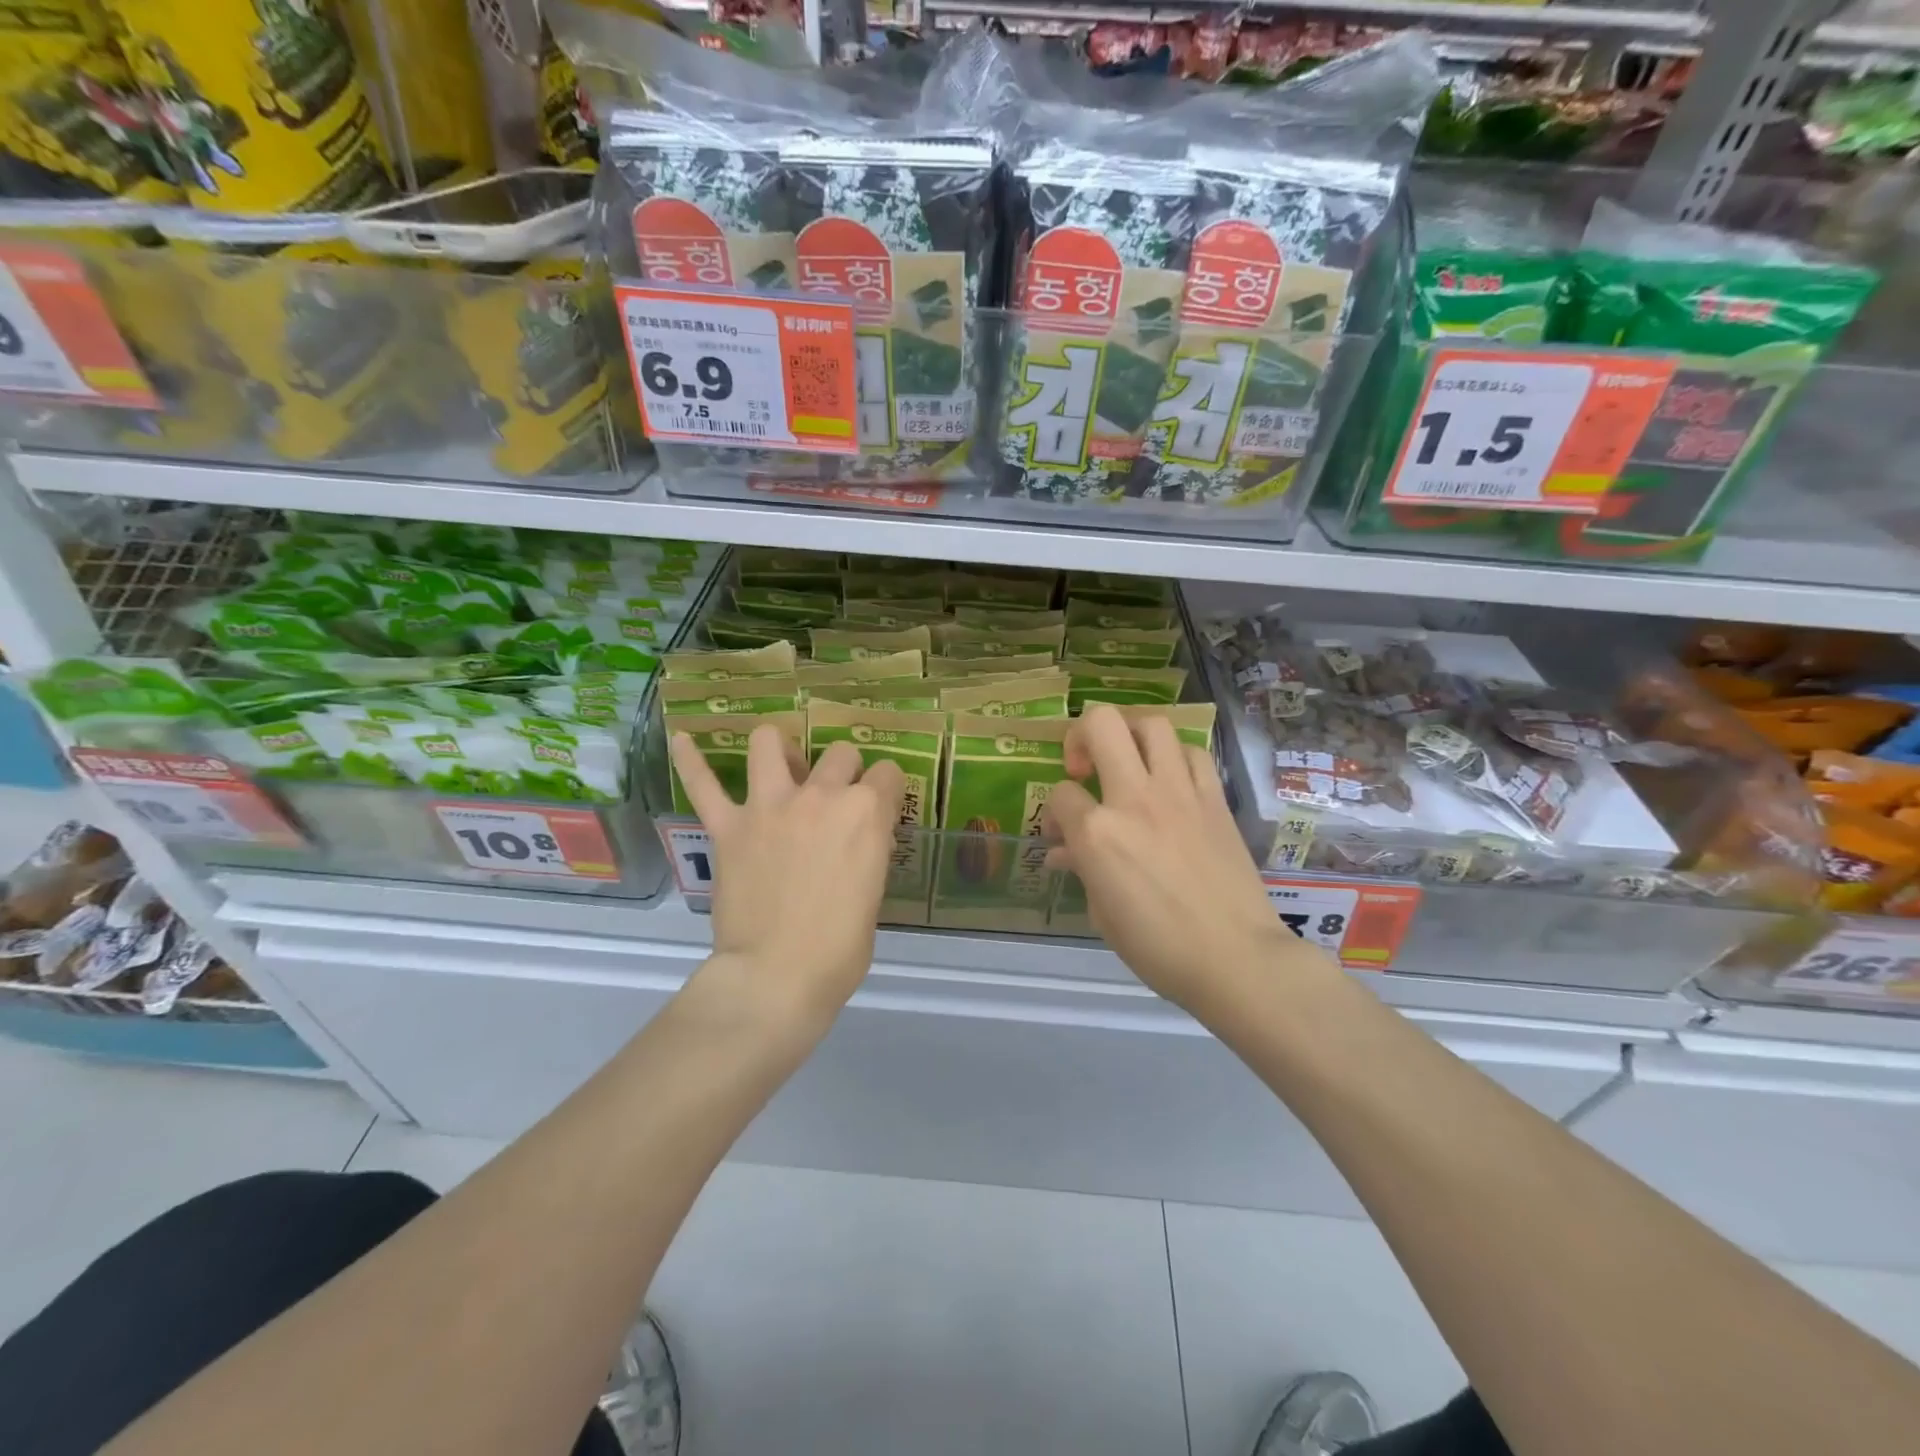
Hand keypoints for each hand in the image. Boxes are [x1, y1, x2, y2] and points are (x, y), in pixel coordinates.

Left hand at [670, 726, 904, 1023]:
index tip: (880, 807)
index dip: (886, 789)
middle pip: (840, 754)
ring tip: (781, 766)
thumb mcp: (874, 894)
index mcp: (865, 814)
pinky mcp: (729, 826)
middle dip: (845, 772)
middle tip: (836, 801)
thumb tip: (859, 841)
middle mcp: (821, 796)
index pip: (887, 774)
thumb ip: (868, 853)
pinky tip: (682, 740)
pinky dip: (690, 760)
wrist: (777, 976)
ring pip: (770, 743)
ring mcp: (769, 806)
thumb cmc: (839, 948)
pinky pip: (703, 784)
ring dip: (780, 749)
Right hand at [1043, 705, 1326, 1017]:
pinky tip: (1170, 781)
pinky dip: (1175, 757)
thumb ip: (1082, 870)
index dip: (1054, 812)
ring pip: (1152, 725)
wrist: (1237, 958)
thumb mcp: (1103, 915)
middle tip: (1084, 766)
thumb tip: (1065, 853)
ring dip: (1130, 735)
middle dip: (1081, 735)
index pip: (1060, 795)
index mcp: (1098, 833)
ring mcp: (1179, 793)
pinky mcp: (1214, 798)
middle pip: (1101, 725)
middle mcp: (1135, 798)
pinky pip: (1193, 753)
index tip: (1062, 835)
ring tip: (1127, 761)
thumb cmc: (1159, 948)